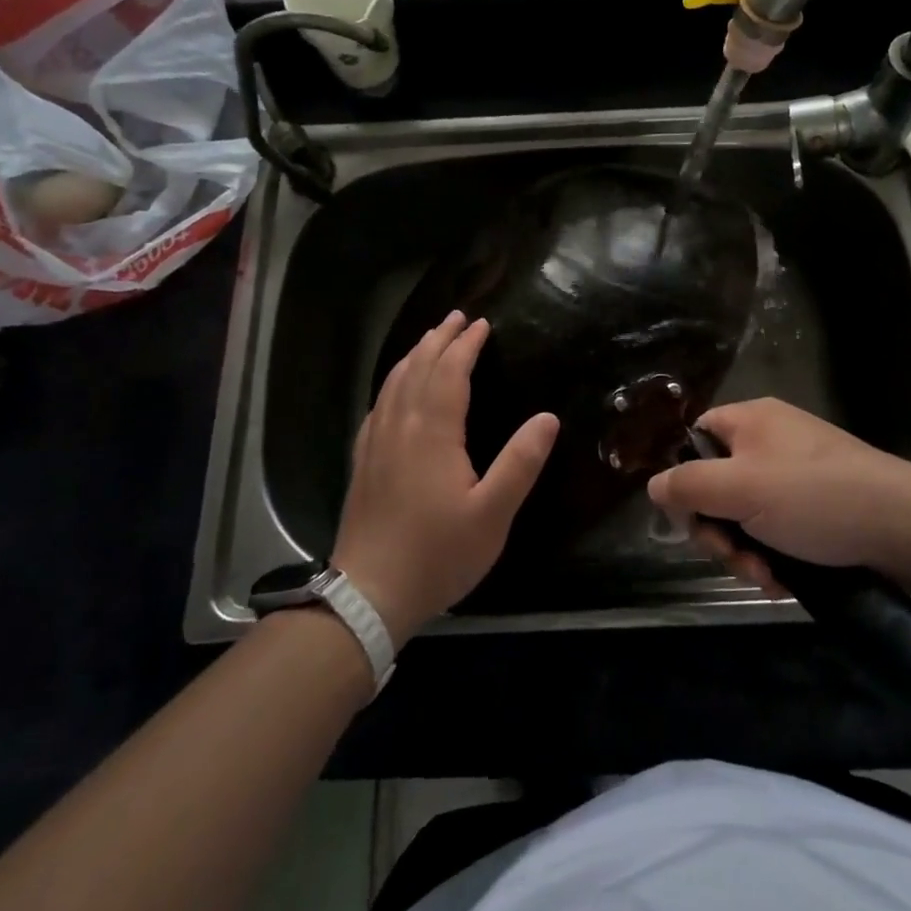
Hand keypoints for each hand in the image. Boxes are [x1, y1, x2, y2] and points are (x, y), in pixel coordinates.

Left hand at [332, 311, 557, 642]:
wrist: (369, 592)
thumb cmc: (438, 553)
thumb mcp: (492, 514)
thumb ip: (520, 463)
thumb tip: (548, 417)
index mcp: (432, 432)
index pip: (449, 373)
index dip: (466, 346)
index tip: (482, 324)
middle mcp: (400, 426)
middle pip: (418, 368)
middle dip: (439, 339)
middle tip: (458, 317)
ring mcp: (376, 442)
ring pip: (394, 382)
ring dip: (414, 355)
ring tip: (430, 339)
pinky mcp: (363, 460)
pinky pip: (378, 404)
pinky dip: (392, 382)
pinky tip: (395, 388)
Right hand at [646, 397, 910, 589]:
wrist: (906, 526)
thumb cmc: (814, 496)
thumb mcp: (740, 488)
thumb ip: (687, 485)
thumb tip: (653, 486)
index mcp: (750, 421)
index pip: (696, 439)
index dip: (684, 478)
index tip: (690, 518)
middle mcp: (771, 443)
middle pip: (717, 485)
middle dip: (718, 529)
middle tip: (734, 557)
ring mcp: (796, 477)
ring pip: (746, 515)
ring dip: (745, 551)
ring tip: (766, 576)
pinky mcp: (818, 509)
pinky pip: (776, 530)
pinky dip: (773, 556)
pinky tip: (784, 581)